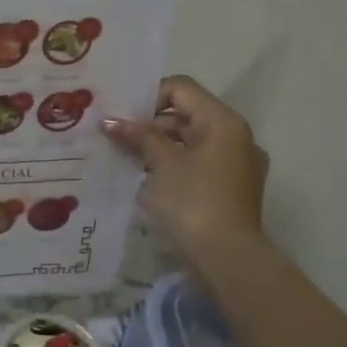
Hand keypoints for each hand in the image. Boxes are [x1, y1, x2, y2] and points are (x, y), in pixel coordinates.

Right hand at [103, 76, 268, 268]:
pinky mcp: (232, 188)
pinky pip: (199, 164)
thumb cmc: (193, 202)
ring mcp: (237, 164)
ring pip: (192, 142)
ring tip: (128, 160)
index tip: (123, 120)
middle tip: (118, 139)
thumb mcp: (161, 165)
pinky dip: (175, 166)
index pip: (181, 89)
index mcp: (223, 122)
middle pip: (187, 114)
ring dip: (160, 147)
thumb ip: (138, 137)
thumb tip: (109, 120)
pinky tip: (149, 181)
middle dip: (150, 125)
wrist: (227, 258)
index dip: (148, 98)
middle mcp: (236, 136)